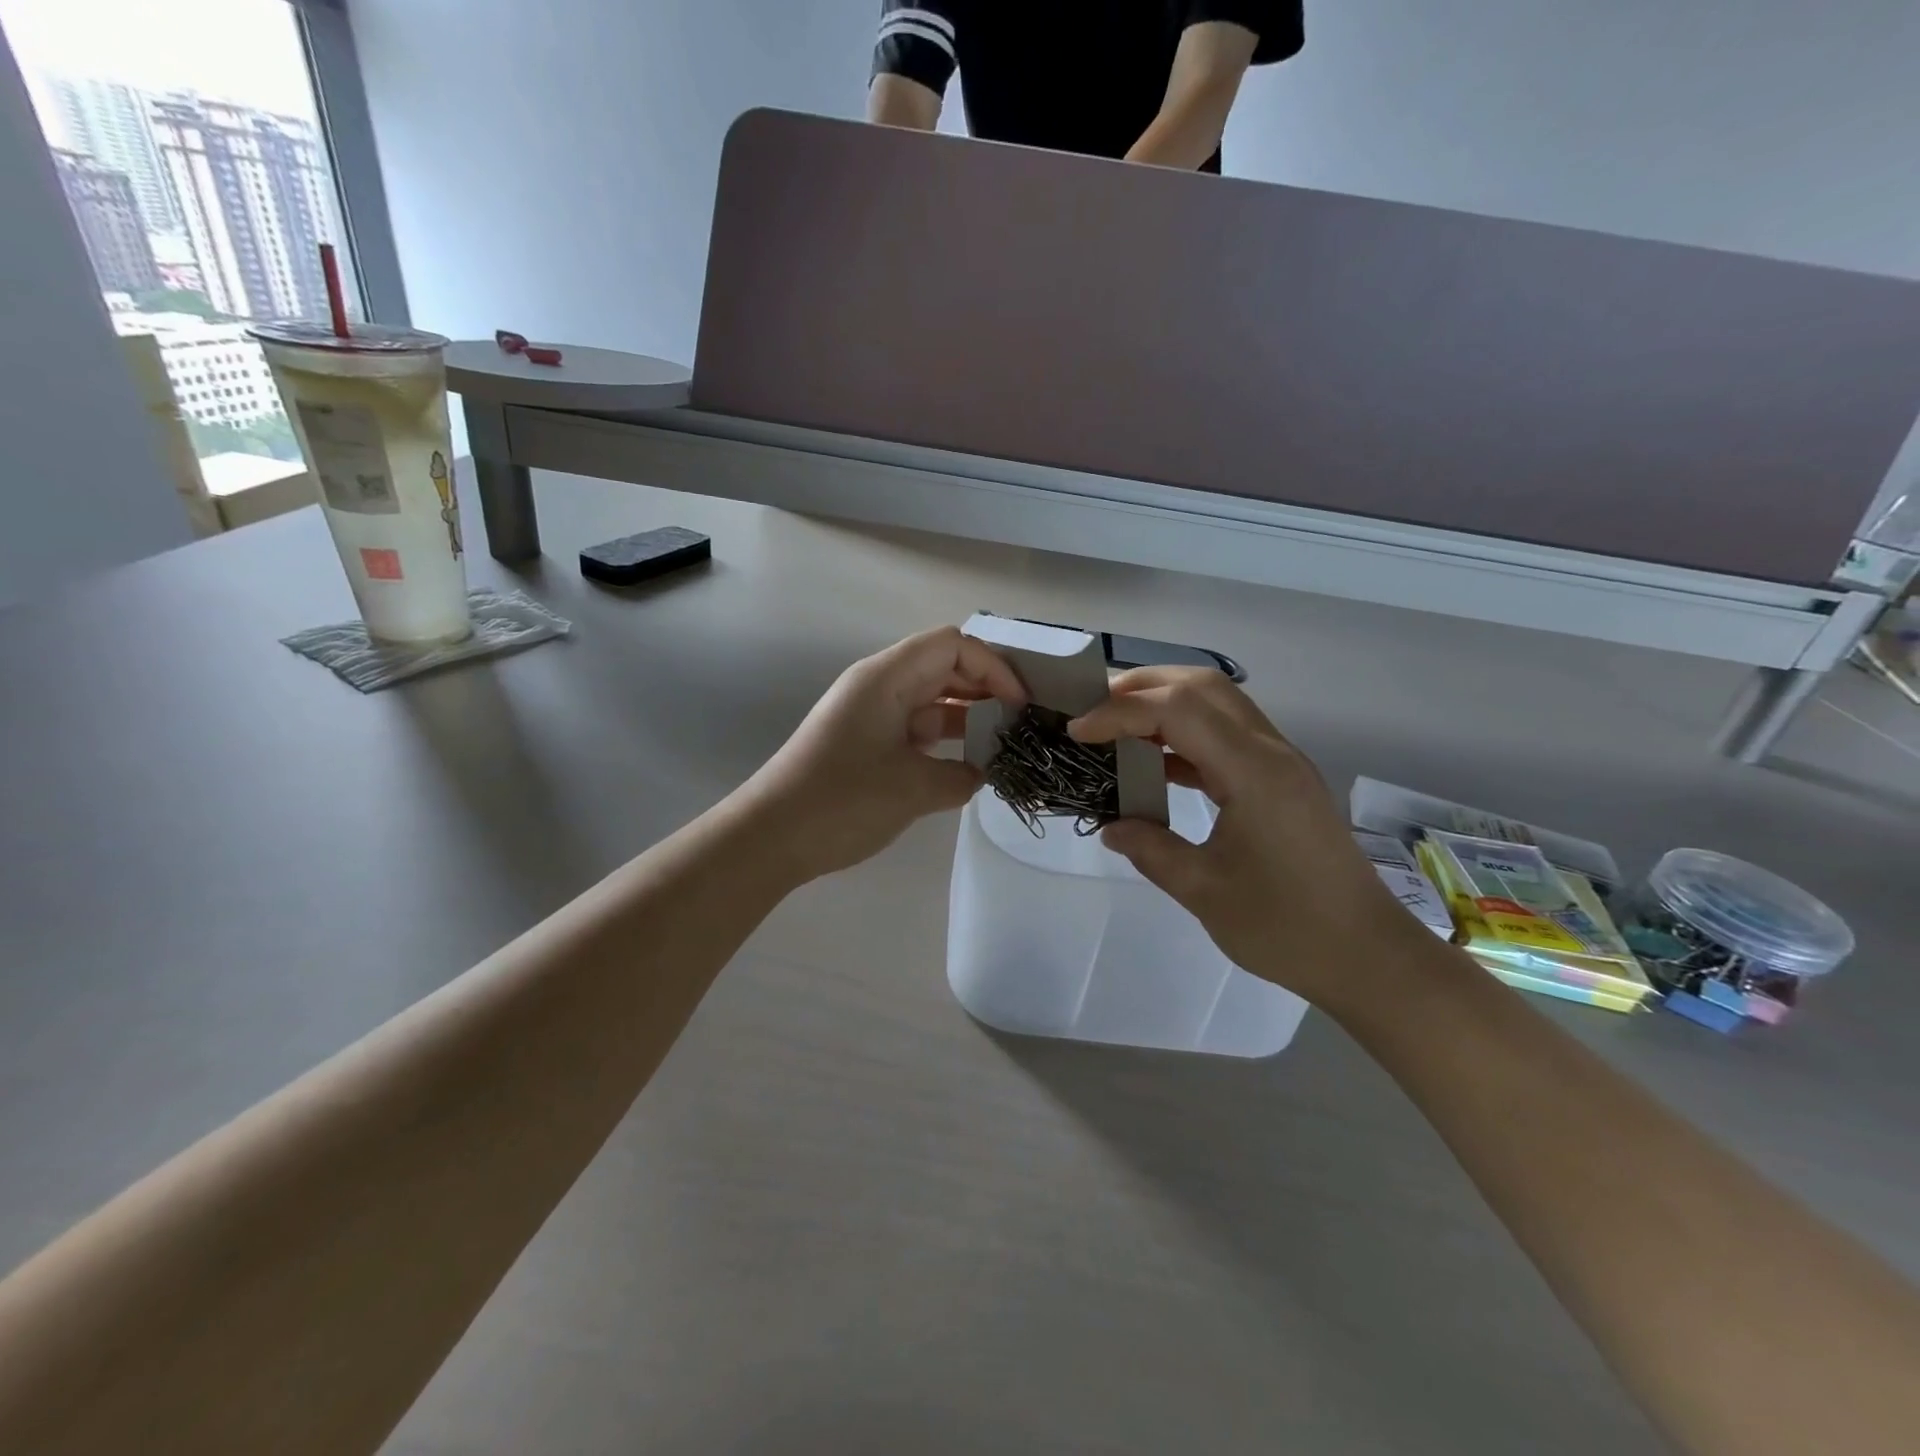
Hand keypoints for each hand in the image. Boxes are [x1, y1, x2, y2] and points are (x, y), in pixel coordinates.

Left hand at [740, 627, 1025, 882]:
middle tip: (1019, 724)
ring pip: (931, 700)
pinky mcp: (866, 743)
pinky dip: (944, 741)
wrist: (771, 837)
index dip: (993, 668)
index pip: (952, 646)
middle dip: (985, 690)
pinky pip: (915, 727)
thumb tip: (981, 773)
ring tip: (1003, 745)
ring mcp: (871, 714)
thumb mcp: (913, 789)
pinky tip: (968, 766)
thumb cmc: (842, 801)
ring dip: (967, 717)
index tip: (1019, 705)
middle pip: (943, 667)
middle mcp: (879, 686)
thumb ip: (961, 776)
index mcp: (886, 678)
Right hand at [1069, 668, 1427, 1009]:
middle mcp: (1270, 751)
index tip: (1077, 732)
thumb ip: (1151, 850)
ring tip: (1116, 726)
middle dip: (1142, 686)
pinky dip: (1185, 736)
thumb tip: (1111, 826)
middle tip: (1093, 708)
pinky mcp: (1282, 781)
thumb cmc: (1286, 928)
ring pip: (1217, 704)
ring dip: (1164, 705)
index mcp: (1253, 771)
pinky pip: (1227, 736)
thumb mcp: (1204, 891)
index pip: (1177, 710)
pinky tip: (1155, 762)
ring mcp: (1280, 763)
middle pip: (1202, 686)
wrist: (1367, 956)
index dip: (1120, 712)